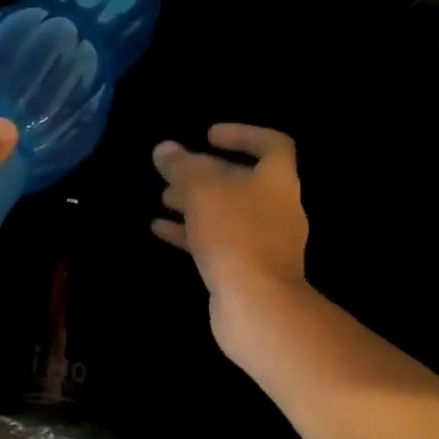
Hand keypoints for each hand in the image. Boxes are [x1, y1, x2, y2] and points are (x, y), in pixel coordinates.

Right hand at [152, 124, 310, 352]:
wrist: (257, 304)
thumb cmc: (235, 234)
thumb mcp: (202, 191)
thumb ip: (183, 166)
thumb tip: (165, 149)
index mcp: (278, 180)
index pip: (271, 144)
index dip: (242, 134)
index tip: (208, 136)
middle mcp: (277, 208)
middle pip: (241, 180)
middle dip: (205, 174)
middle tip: (173, 172)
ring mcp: (264, 242)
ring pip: (226, 213)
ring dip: (196, 203)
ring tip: (163, 198)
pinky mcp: (247, 269)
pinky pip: (218, 241)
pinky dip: (191, 233)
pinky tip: (160, 230)